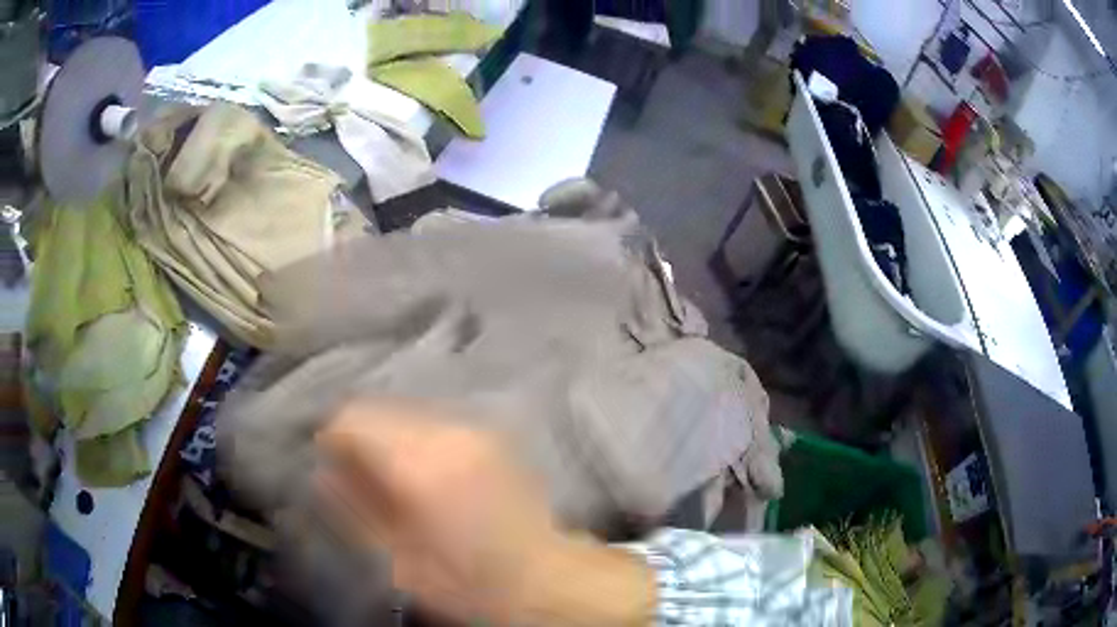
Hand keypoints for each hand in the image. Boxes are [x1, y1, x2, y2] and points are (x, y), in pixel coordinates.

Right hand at [315, 402, 655, 626]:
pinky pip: (436, 425)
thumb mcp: (398, 559)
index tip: (326, 463)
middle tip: (355, 476)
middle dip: (360, 437)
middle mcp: (448, 433)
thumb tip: (323, 474)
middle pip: (381, 410)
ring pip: (408, 413)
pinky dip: (416, 441)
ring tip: (389, 479)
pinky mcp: (492, 438)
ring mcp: (475, 431)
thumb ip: (355, 509)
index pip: (354, 419)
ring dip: (388, 437)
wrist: (544, 580)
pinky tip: (422, 475)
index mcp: (419, 464)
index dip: (332, 437)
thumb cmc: (467, 582)